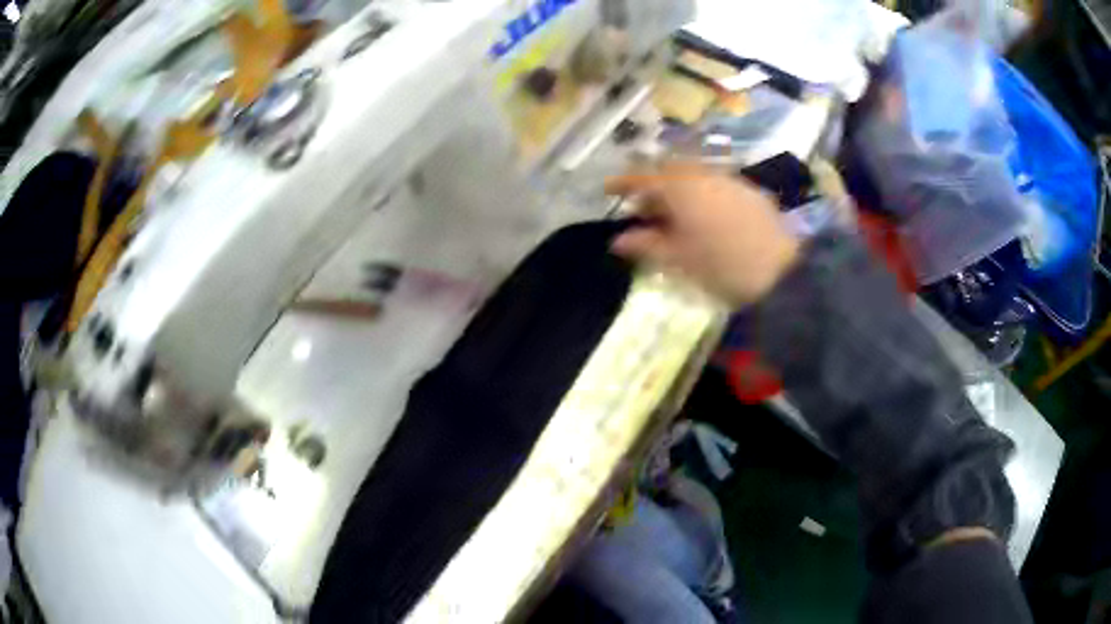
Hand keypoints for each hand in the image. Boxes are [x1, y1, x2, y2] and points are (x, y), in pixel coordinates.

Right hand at [606, 164, 800, 306]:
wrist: (782, 272)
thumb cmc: (721, 265)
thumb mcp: (678, 258)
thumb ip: (646, 244)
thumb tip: (618, 240)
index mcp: (680, 187)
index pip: (642, 177)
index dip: (622, 183)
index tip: (607, 190)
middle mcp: (703, 174)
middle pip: (669, 171)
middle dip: (652, 186)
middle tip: (643, 210)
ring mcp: (729, 180)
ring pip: (694, 176)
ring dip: (677, 190)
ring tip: (673, 217)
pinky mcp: (749, 192)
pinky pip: (715, 185)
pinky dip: (700, 195)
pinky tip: (705, 218)